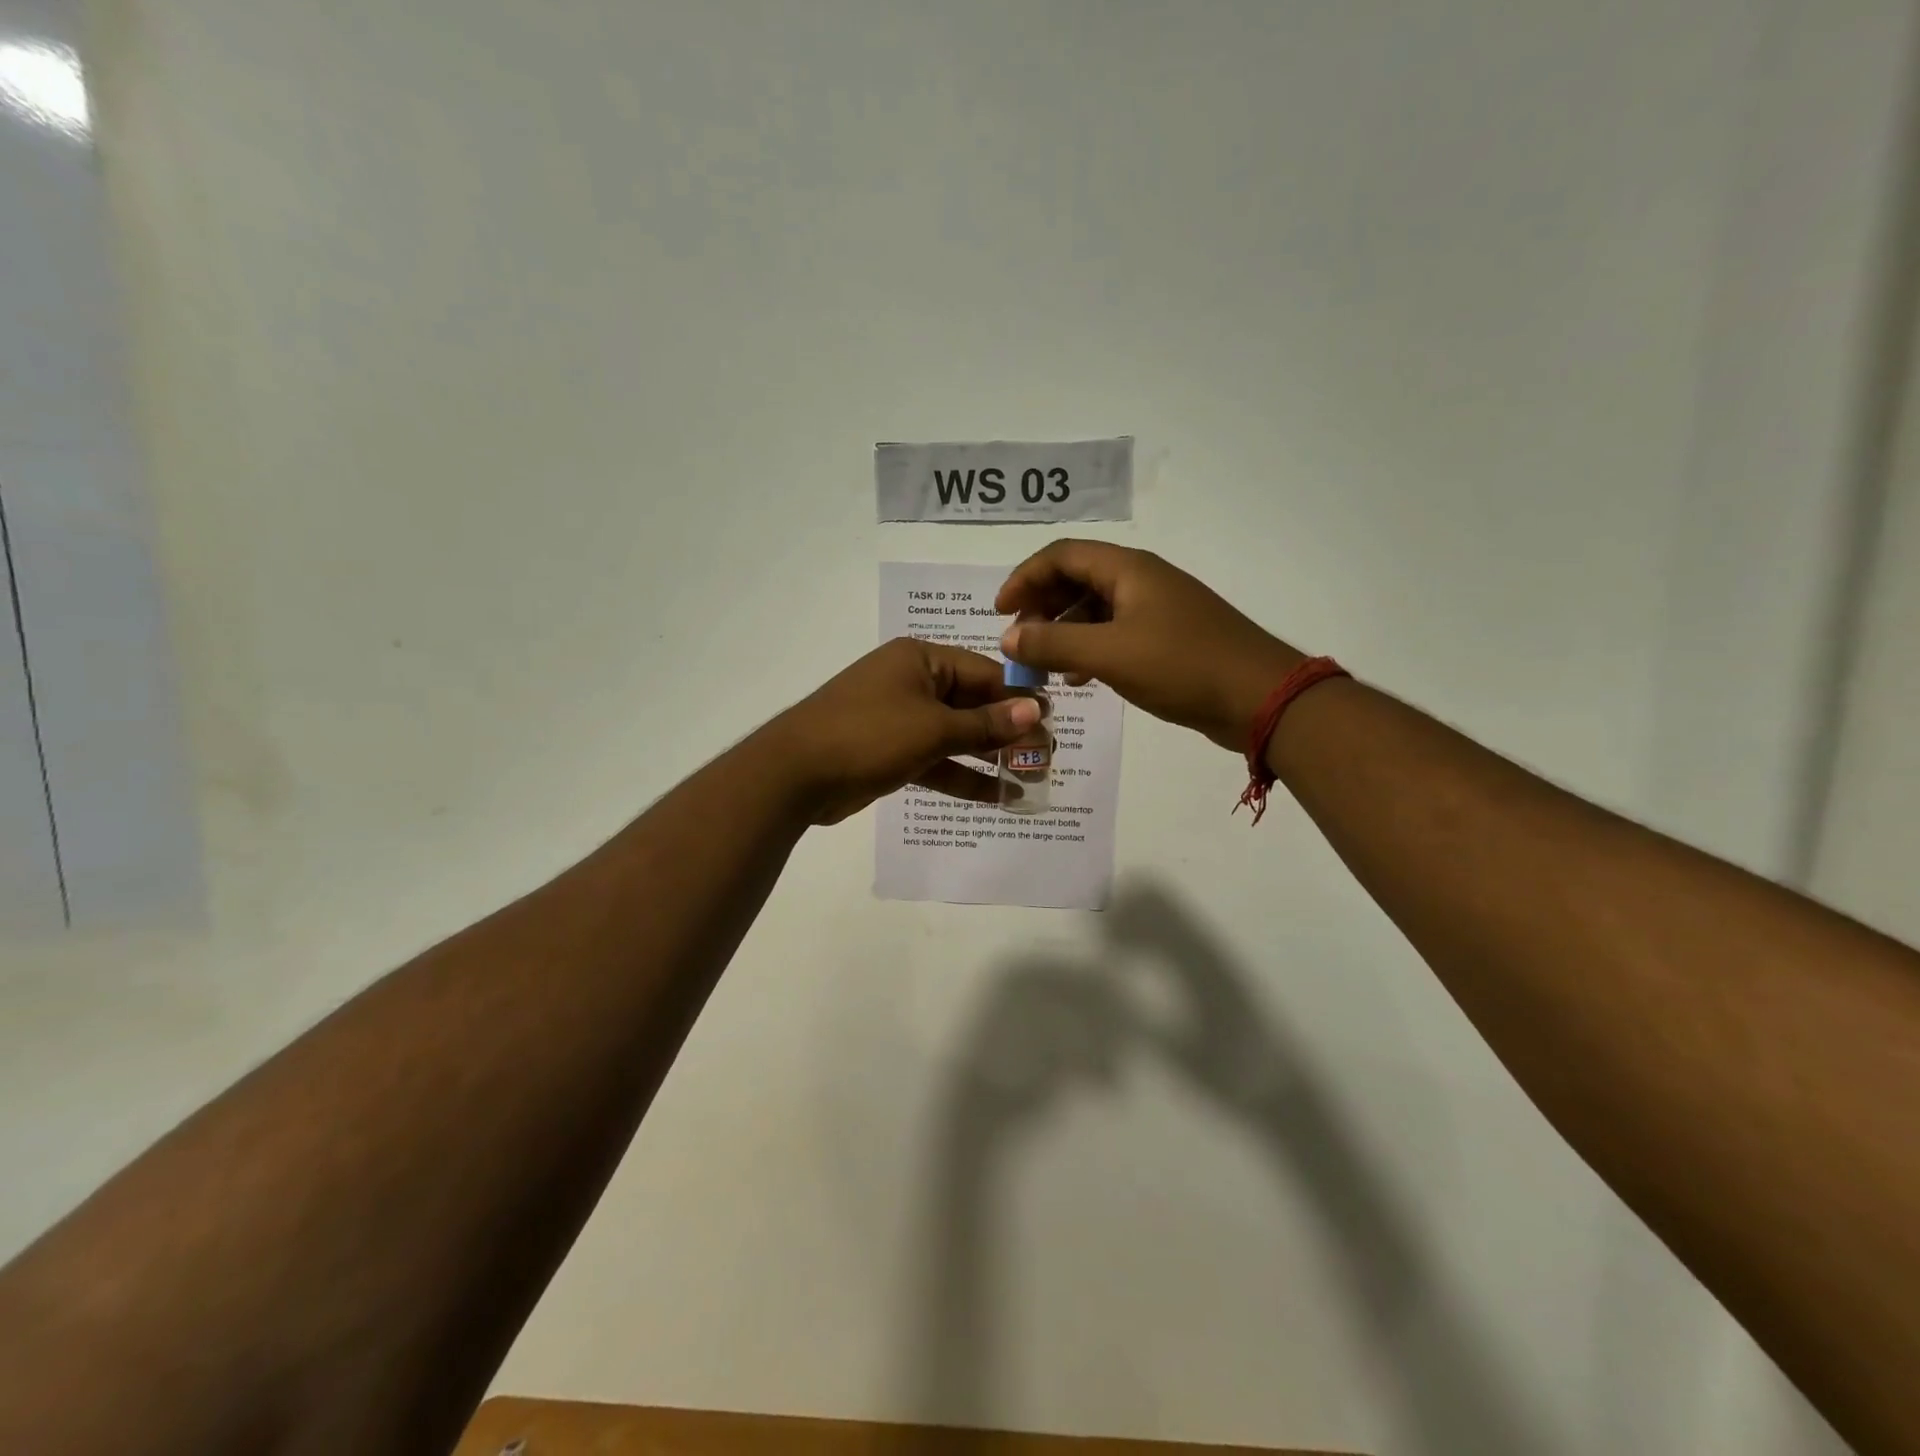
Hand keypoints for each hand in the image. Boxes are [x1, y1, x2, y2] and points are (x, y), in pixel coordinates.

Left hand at [763, 638, 1041, 825]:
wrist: (794, 774)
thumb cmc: (868, 735)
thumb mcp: (932, 728)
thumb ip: (985, 724)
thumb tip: (1035, 711)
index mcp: (921, 660)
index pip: (984, 672)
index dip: (1019, 697)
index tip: (1052, 721)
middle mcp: (912, 683)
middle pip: (972, 705)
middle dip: (1007, 732)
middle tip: (1047, 756)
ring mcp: (900, 719)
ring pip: (955, 737)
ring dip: (989, 758)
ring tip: (1030, 779)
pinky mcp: (891, 752)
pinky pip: (936, 760)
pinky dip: (961, 777)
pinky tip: (997, 798)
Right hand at [996, 540, 1303, 752]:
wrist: (1259, 698)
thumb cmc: (1182, 665)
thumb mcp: (1110, 654)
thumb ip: (1055, 643)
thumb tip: (1008, 636)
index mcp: (1128, 570)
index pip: (1062, 555)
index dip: (1025, 577)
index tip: (999, 611)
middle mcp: (1140, 581)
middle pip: (1077, 579)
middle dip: (1042, 606)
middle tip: (1019, 640)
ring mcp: (1156, 610)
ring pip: (1095, 609)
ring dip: (1063, 631)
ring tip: (1041, 663)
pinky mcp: (1166, 639)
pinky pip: (1114, 634)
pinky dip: (1088, 650)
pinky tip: (1077, 679)